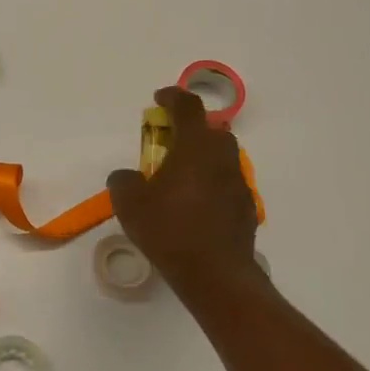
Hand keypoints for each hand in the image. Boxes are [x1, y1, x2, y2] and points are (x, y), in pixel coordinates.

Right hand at [107, 87, 259, 293]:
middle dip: (190, 130)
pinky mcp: (246, 207)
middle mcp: (222, 158)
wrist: (215, 273)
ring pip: (221, 157)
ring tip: (179, 178)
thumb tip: (128, 176)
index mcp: (195, 147)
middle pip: (211, 130)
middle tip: (167, 143)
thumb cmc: (169, 230)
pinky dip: (211, 184)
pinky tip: (195, 206)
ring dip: (202, 158)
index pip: (188, 107)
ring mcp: (238, 182)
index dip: (173, 97)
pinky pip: (226, 184)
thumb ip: (124, 181)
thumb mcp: (129, 204)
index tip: (159, 98)